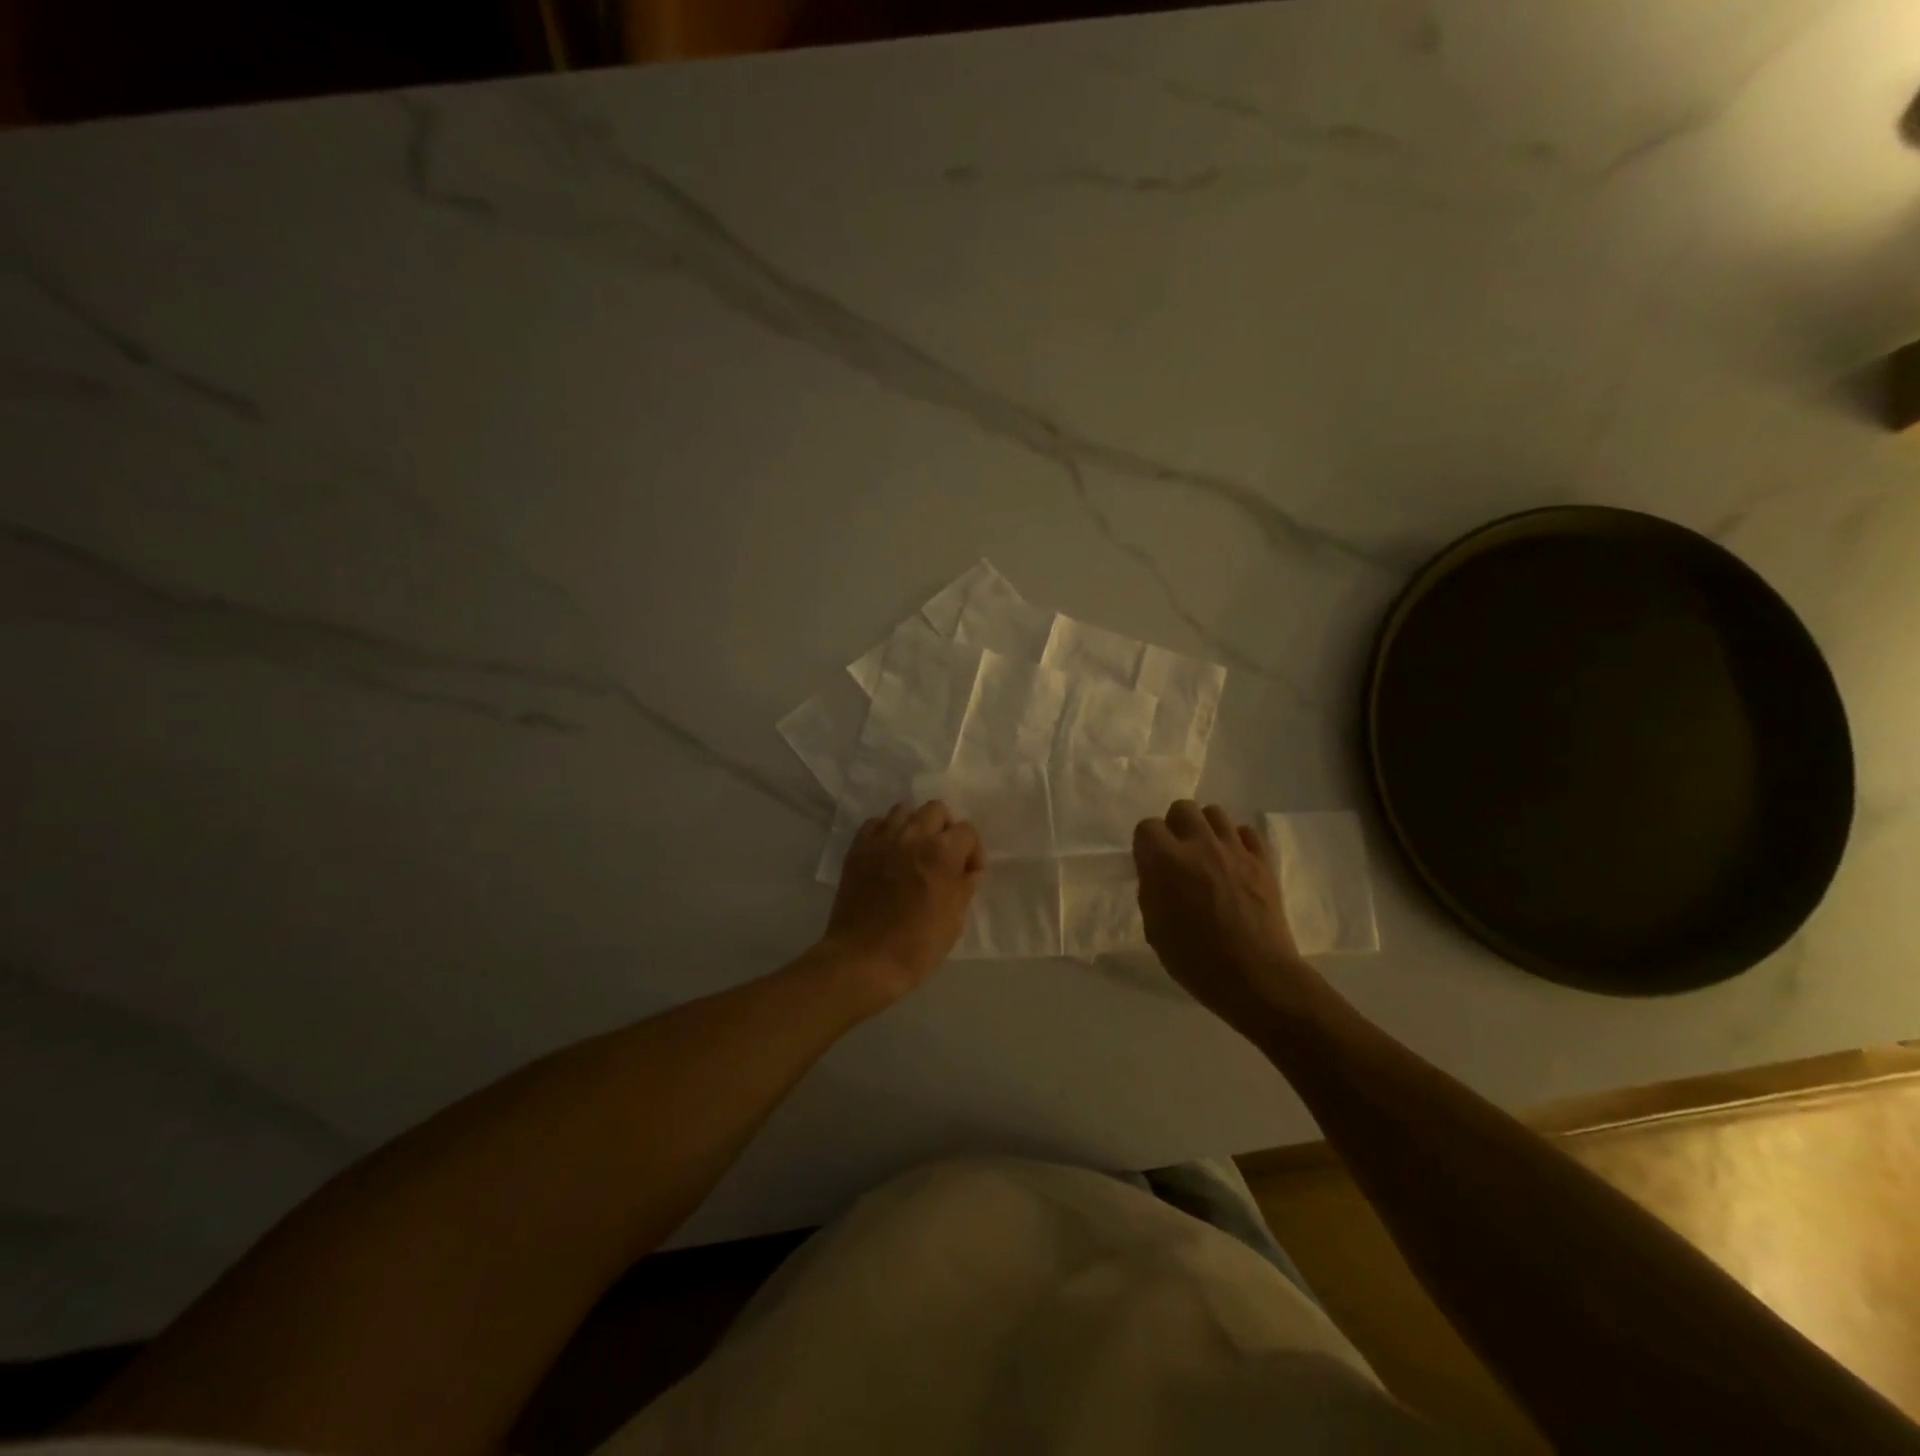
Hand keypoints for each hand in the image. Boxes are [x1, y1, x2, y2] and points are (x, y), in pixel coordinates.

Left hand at [824, 800, 984, 1008]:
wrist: (864, 961)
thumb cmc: (917, 946)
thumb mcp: (955, 919)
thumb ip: (964, 886)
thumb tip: (967, 871)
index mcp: (942, 852)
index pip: (967, 831)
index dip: (973, 851)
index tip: (969, 872)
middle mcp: (912, 836)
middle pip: (936, 810)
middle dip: (946, 829)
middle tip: (944, 856)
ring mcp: (881, 840)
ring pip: (904, 810)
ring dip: (916, 826)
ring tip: (915, 851)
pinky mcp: (858, 849)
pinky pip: (876, 824)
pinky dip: (887, 832)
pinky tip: (889, 853)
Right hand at [1134, 801, 1306, 1026]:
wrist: (1255, 978)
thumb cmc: (1195, 960)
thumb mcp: (1154, 929)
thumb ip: (1151, 891)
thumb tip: (1157, 874)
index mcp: (1165, 861)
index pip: (1147, 826)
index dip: (1146, 844)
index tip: (1150, 863)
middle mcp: (1199, 845)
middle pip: (1182, 808)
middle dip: (1176, 826)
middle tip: (1178, 853)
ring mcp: (1234, 850)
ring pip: (1215, 812)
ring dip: (1206, 828)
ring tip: (1207, 853)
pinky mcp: (1263, 861)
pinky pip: (1246, 832)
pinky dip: (1237, 841)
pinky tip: (1234, 862)